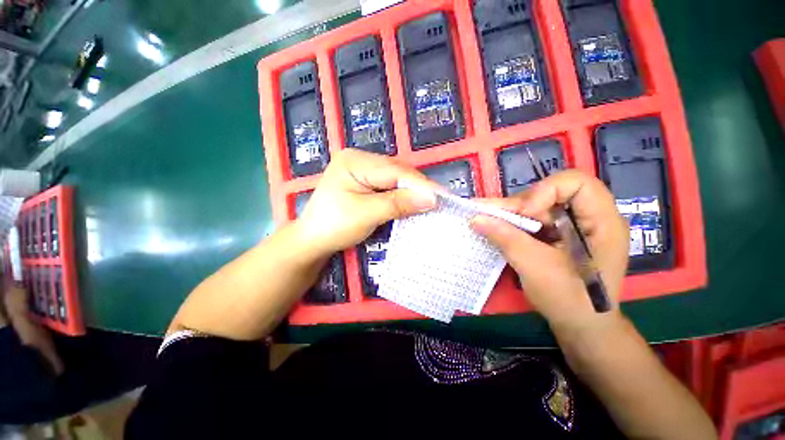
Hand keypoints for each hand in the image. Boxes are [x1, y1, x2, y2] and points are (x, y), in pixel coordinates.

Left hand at [295, 149, 437, 256]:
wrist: (313, 240)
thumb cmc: (334, 226)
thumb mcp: (367, 214)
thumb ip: (398, 203)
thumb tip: (431, 199)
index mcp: (354, 161)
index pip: (395, 170)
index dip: (420, 184)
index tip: (442, 196)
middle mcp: (359, 159)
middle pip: (396, 171)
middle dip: (417, 187)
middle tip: (438, 200)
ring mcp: (362, 170)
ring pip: (395, 178)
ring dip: (411, 191)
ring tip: (429, 201)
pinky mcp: (364, 182)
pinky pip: (389, 185)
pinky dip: (402, 194)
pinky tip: (411, 201)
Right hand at [471, 170, 628, 333]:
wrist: (580, 326)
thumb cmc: (569, 300)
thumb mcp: (535, 267)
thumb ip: (506, 238)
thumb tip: (475, 218)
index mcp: (601, 221)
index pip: (576, 183)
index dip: (545, 191)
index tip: (524, 214)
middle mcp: (588, 218)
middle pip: (550, 194)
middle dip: (517, 205)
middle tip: (488, 215)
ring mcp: (571, 226)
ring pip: (536, 207)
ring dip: (510, 214)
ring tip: (484, 219)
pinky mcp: (557, 236)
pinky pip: (532, 221)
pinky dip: (512, 224)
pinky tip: (494, 228)